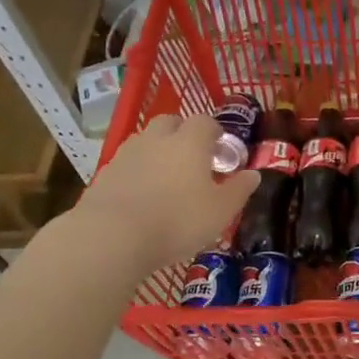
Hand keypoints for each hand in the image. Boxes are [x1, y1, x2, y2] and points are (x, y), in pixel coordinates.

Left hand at [66, 114, 258, 274]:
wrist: (112, 236)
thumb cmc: (178, 220)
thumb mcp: (221, 211)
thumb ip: (239, 190)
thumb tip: (254, 174)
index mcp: (189, 142)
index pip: (205, 122)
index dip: (215, 132)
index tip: (221, 150)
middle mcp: (157, 139)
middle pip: (170, 122)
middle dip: (182, 134)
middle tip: (193, 159)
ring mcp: (127, 155)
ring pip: (145, 141)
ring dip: (157, 151)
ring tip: (166, 179)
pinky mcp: (104, 174)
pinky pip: (127, 164)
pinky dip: (137, 172)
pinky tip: (142, 196)